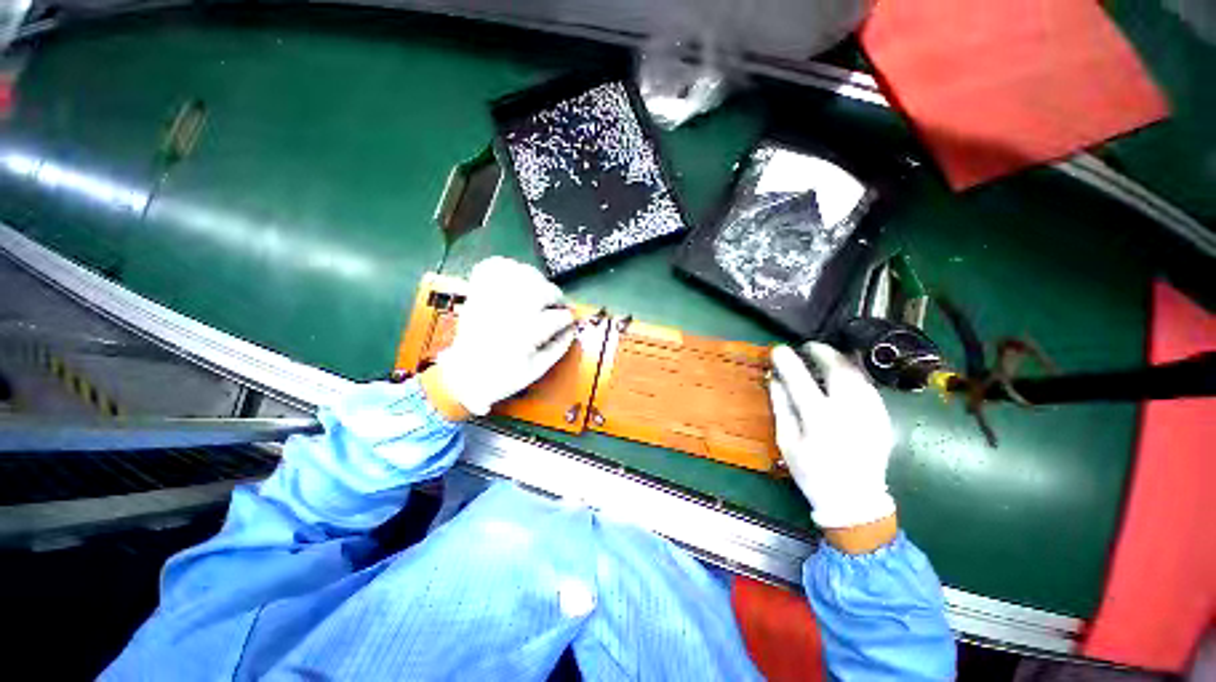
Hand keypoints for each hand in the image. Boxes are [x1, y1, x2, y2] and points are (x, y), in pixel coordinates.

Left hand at [433, 257, 575, 416]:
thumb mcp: (537, 369)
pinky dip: (507, 267)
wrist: (464, 376)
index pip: (557, 316)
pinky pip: (493, 268)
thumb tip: (572, 329)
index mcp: (525, 333)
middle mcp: (509, 311)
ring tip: (539, 291)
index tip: (569, 319)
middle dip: (556, 296)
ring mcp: (492, 300)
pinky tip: (515, 276)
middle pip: (541, 290)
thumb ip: (559, 347)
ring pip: (521, 274)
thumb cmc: (503, 378)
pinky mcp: (478, 294)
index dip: (567, 317)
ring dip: (536, 279)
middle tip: (558, 304)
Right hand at [768, 343, 896, 532]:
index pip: (801, 380)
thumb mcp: (787, 441)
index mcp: (820, 419)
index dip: (788, 361)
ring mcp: (871, 413)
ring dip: (841, 360)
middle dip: (823, 351)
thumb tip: (775, 379)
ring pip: (859, 374)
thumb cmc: (812, 472)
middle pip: (839, 369)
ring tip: (826, 356)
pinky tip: (844, 376)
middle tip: (810, 346)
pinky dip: (855, 375)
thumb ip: (781, 407)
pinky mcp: (883, 418)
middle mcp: (850, 411)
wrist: (854, 500)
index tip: (779, 349)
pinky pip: (869, 387)